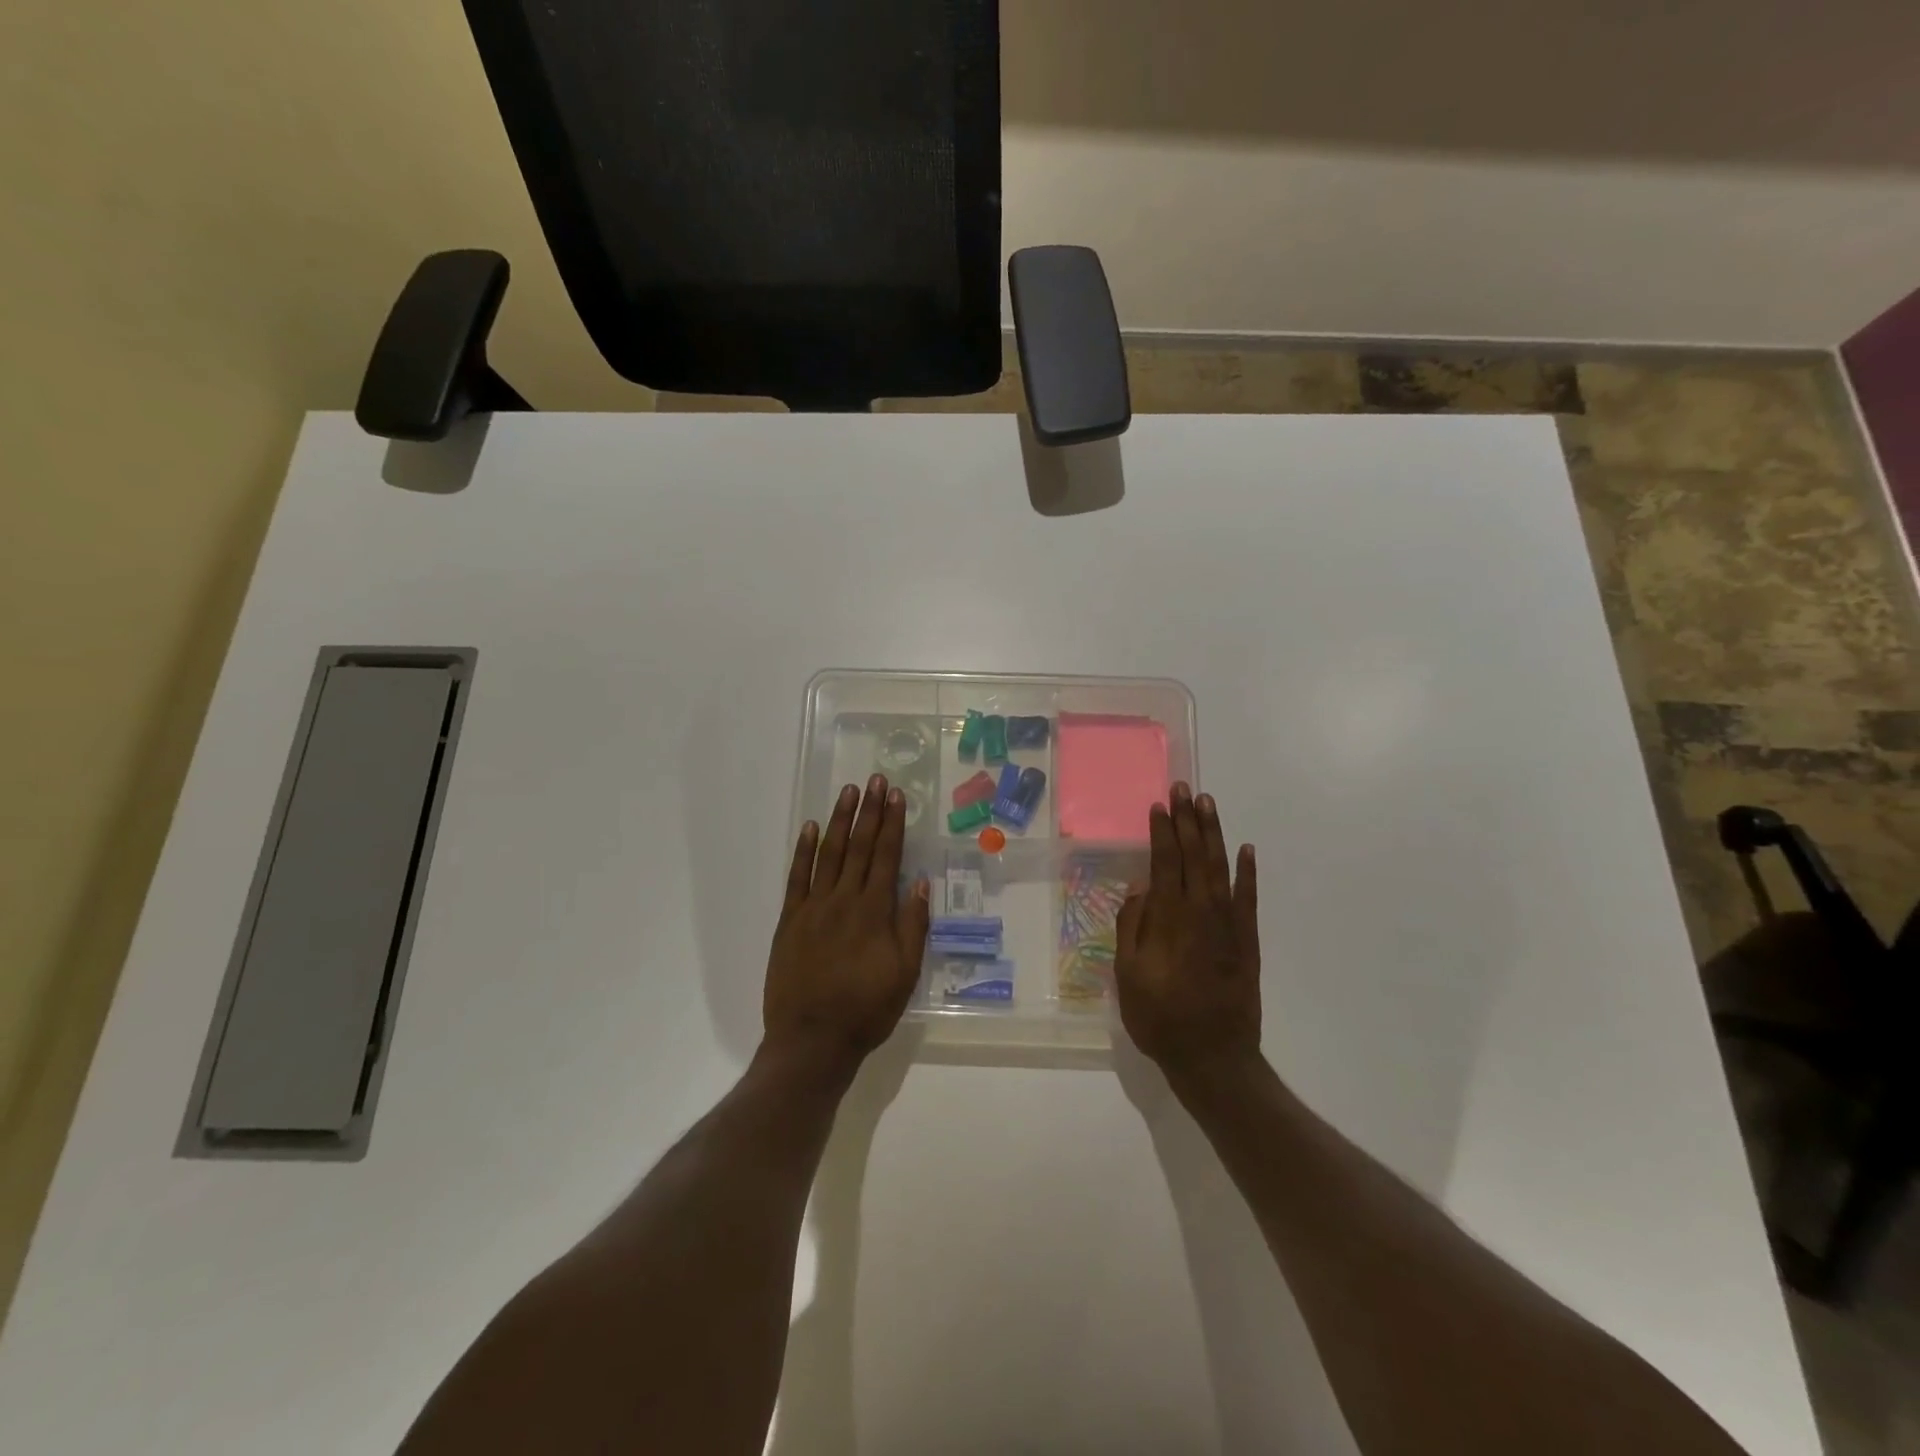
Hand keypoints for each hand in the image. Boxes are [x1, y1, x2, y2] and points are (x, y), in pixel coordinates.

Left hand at [763, 774, 930, 1076]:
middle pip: (860, 847)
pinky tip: (811, 828)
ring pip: (829, 854)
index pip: (887, 857)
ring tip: (849, 792)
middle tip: (876, 780)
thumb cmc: (866, 1010)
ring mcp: (813, 907)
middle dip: (870, 811)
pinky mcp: (789, 920)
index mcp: (874, 912)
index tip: (897, 796)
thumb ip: (912, 926)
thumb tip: (919, 883)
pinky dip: (803, 850)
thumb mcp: (905, 974)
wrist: (812, 1040)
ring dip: (841, 821)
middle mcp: (844, 900)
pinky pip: (796, 877)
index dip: (893, 824)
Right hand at [1114, 783, 1261, 1079]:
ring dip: (1213, 834)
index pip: (1164, 862)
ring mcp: (1228, 924)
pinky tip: (1245, 849)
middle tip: (1184, 788)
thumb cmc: (1160, 1018)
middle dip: (1187, 820)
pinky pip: (1248, 897)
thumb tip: (1140, 888)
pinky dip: (1247, 872)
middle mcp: (1200, 911)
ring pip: (1219, 867)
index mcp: (1168, 919)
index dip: (1162, 832)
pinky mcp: (1247, 940)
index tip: (1159, 805)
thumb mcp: (1127, 975)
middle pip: (1193, 855)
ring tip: (1208, 804)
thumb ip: (1132, 927)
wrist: (1213, 1057)